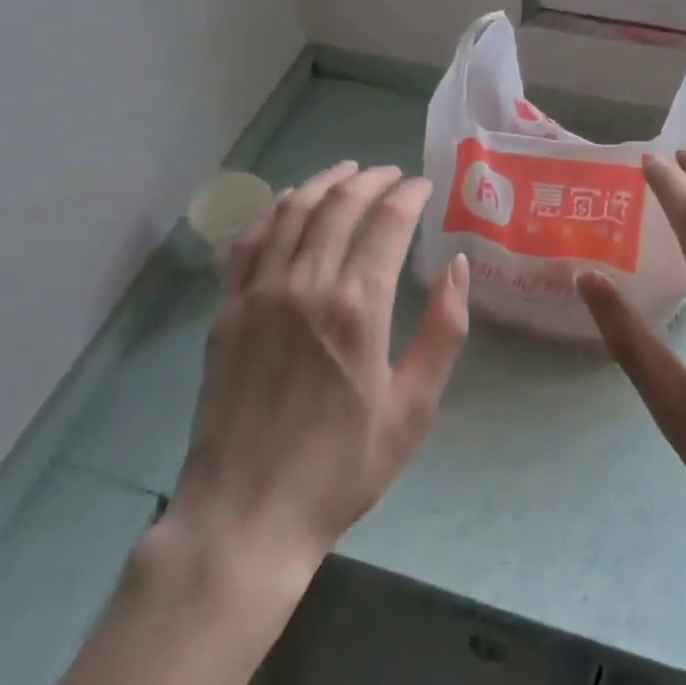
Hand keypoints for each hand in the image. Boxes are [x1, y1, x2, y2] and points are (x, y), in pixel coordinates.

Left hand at [167, 161, 470, 582]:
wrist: (248, 513)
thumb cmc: (342, 467)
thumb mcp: (414, 409)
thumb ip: (442, 331)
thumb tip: (458, 266)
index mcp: (358, 307)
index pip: (388, 223)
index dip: (408, 195)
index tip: (423, 186)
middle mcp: (307, 284)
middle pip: (340, 205)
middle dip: (370, 179)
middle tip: (390, 173)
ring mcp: (260, 293)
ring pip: (293, 212)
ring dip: (323, 182)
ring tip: (347, 171)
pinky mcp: (227, 310)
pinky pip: (249, 241)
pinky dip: (272, 210)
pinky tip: (287, 201)